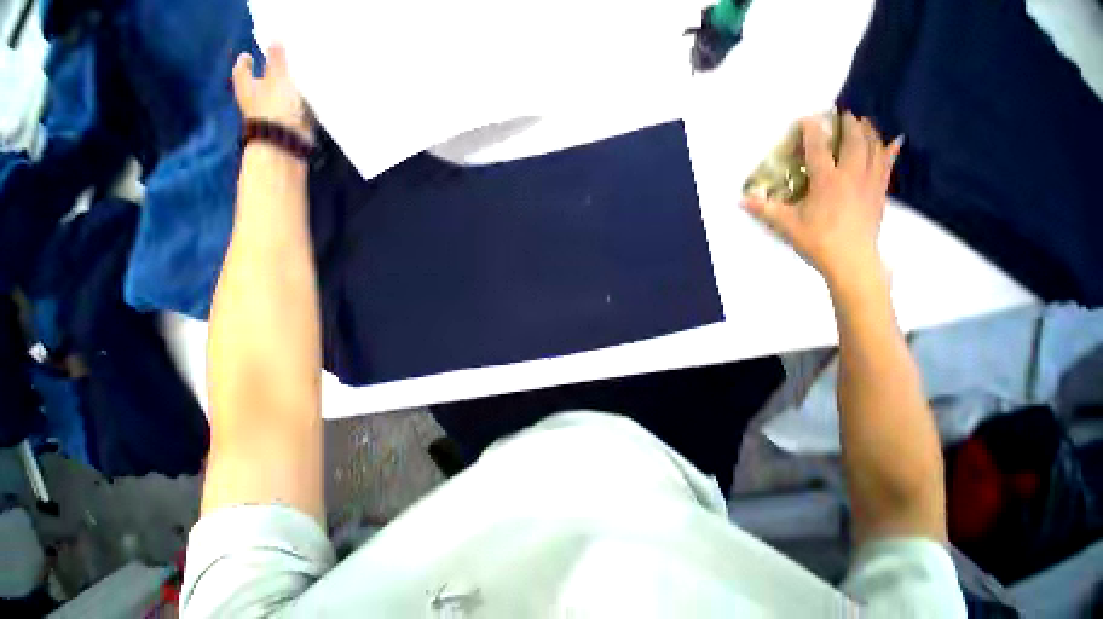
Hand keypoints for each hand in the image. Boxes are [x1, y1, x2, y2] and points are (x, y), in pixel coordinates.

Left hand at [232, 44, 312, 143]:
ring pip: (272, 103)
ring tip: (292, 89)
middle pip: (256, 87)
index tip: (247, 55)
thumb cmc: (276, 109)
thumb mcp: (278, 80)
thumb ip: (277, 62)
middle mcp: (254, 104)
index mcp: (247, 88)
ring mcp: (269, 120)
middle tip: (271, 70)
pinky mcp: (284, 132)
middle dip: (262, 80)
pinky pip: (288, 117)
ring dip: (280, 97)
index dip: (245, 63)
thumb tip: (275, 39)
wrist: (284, 145)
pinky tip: (303, 110)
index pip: (242, 71)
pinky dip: (293, 112)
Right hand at [742, 112, 901, 288]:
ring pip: (873, 148)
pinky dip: (890, 151)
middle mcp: (851, 174)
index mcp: (827, 180)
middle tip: (842, 114)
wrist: (851, 259)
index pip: (818, 149)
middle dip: (847, 125)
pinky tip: (895, 141)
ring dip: (868, 132)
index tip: (808, 118)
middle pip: (853, 141)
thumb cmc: (816, 240)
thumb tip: (740, 201)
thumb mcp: (785, 224)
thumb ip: (764, 209)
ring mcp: (870, 182)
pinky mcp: (880, 192)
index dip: (812, 131)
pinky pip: (887, 164)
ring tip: (863, 122)